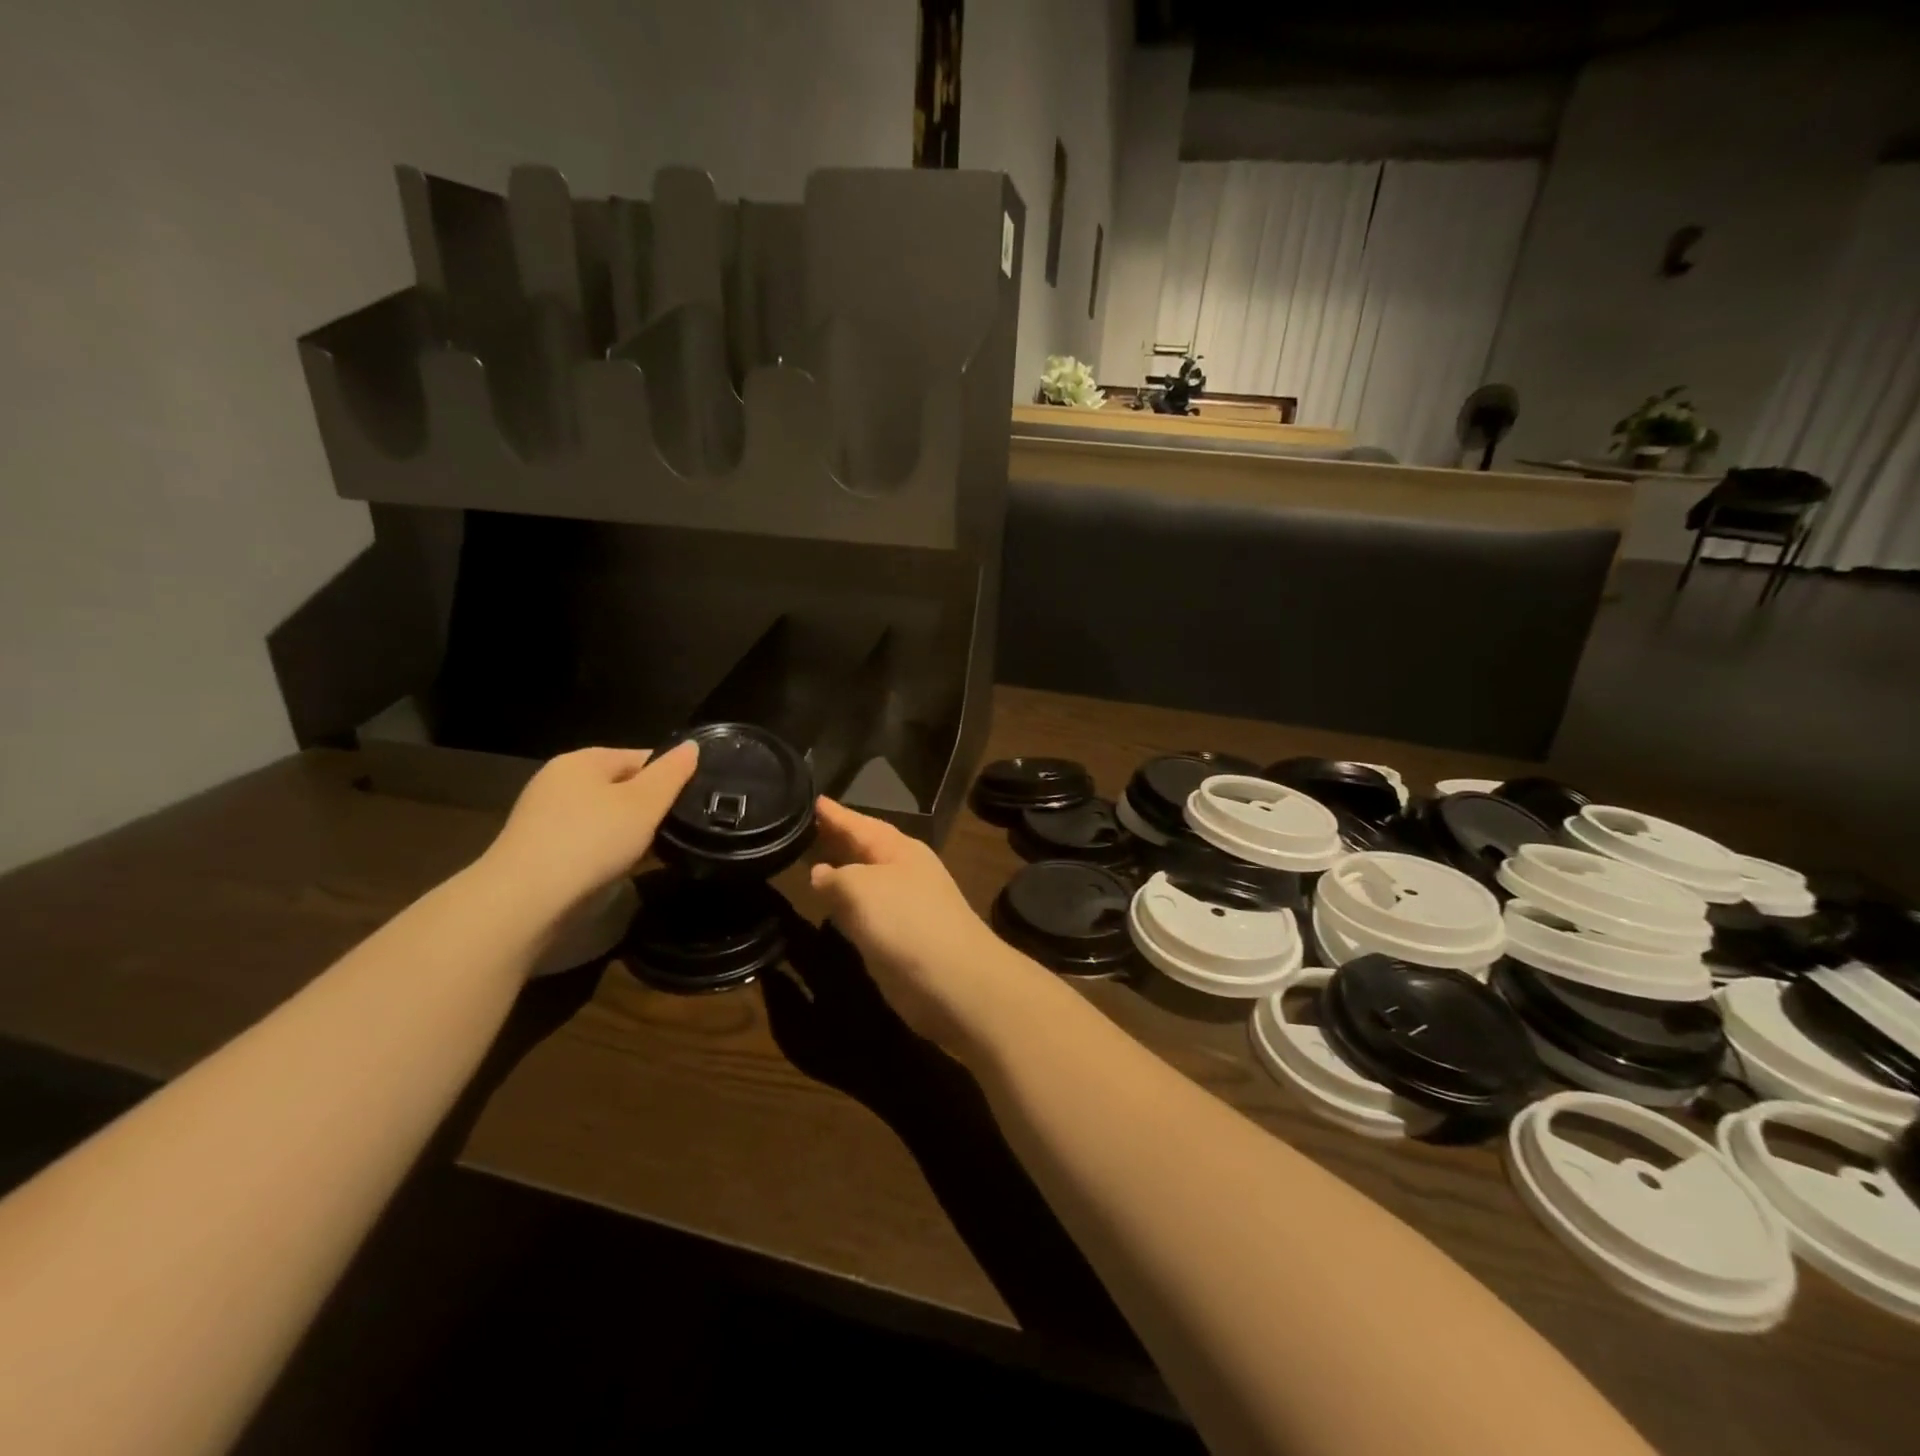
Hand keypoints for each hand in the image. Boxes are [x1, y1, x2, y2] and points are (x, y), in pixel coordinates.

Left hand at [481, 743, 698, 920]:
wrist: (526, 901)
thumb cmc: (591, 839)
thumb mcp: (645, 803)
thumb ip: (672, 773)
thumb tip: (692, 746)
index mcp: (582, 761)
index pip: (640, 757)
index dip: (671, 776)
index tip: (695, 800)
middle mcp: (560, 783)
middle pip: (624, 788)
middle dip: (653, 808)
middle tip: (683, 829)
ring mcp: (548, 820)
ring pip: (609, 819)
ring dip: (636, 834)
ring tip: (664, 852)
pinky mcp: (543, 853)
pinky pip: (592, 844)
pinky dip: (613, 853)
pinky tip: (634, 870)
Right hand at [808, 798, 1045, 1055]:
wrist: (953, 981)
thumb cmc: (906, 922)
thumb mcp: (861, 888)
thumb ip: (835, 877)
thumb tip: (819, 873)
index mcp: (899, 849)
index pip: (859, 823)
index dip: (835, 814)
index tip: (812, 799)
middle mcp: (903, 871)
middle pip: (864, 849)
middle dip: (837, 839)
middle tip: (803, 827)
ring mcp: (904, 906)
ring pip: (864, 881)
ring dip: (841, 872)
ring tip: (809, 863)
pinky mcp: (901, 939)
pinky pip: (866, 912)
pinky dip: (848, 905)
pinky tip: (831, 909)